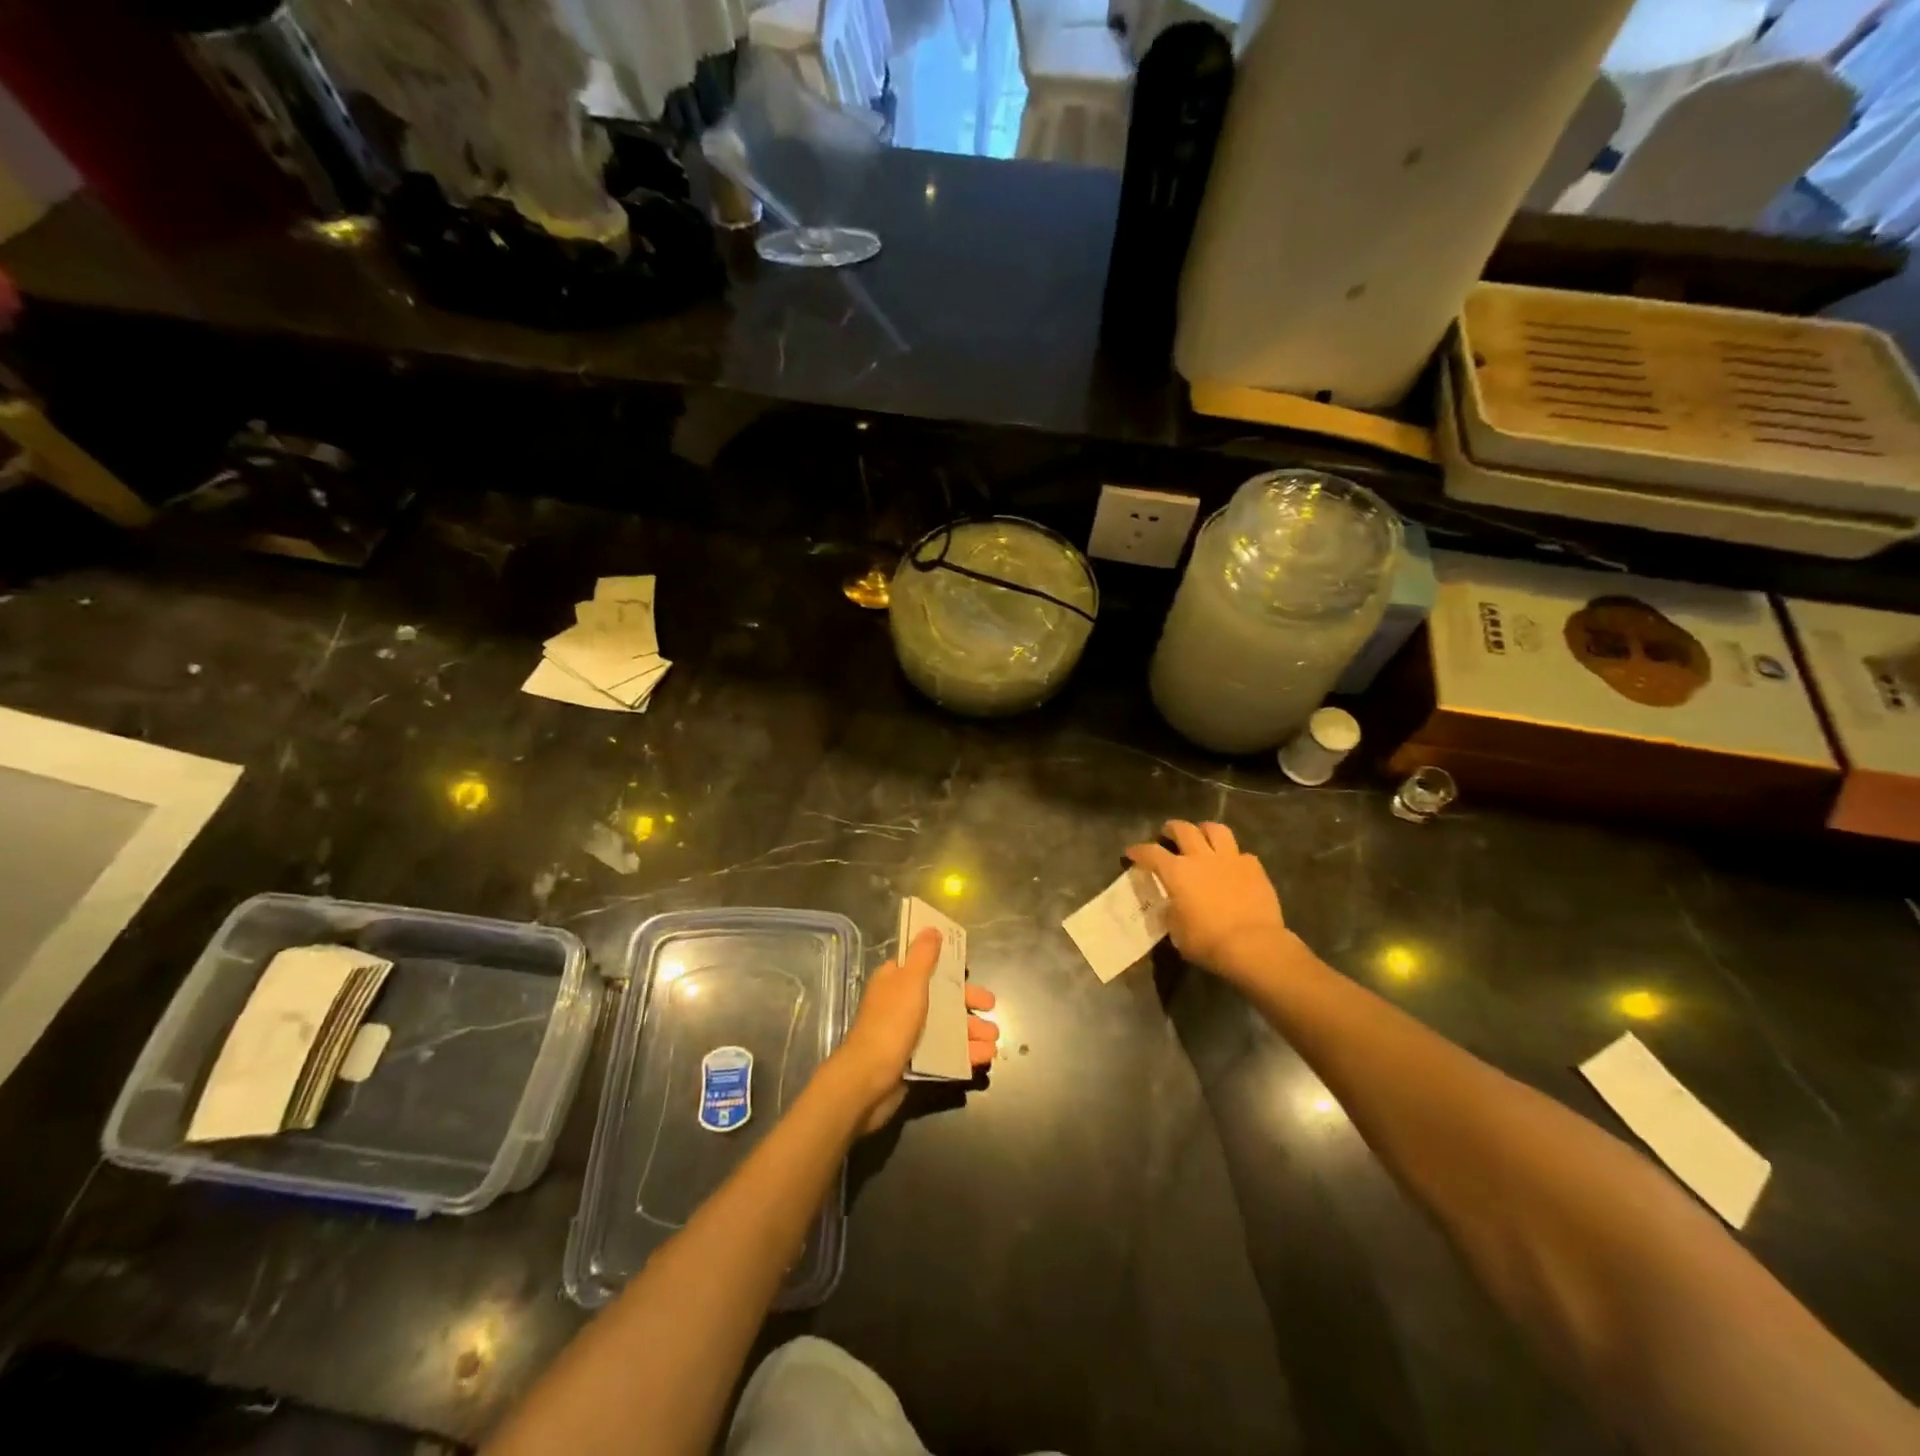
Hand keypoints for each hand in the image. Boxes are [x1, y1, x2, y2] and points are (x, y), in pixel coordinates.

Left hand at [834, 927, 998, 1132]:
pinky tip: (985, 1058)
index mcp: (896, 980)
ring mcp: (908, 1033)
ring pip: (947, 1026)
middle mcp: (902, 1003)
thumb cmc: (891, 1024)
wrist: (869, 1080)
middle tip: (991, 1008)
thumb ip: (923, 955)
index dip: (948, 966)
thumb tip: (931, 928)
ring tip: (995, 1040)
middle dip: (969, 1003)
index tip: (969, 969)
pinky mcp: (915, 1060)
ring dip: (972, 1031)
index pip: (925, 965)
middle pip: (941, 997)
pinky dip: (965, 1053)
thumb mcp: (909, 982)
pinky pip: (945, 1051)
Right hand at [1126, 820, 1286, 976]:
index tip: (1132, 853)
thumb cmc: (1207, 941)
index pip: (1151, 853)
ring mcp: (1230, 859)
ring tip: (1202, 836)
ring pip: (1216, 829)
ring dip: (1205, 830)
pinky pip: (1242, 854)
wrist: (1253, 945)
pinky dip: (1234, 856)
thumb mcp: (1177, 932)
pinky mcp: (1254, 868)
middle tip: (1167, 834)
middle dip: (1171, 829)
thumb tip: (1171, 906)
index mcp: (1177, 872)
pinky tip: (1233, 866)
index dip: (1138, 851)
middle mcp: (1201, 857)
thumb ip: (1171, 913)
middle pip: (1183, 829)